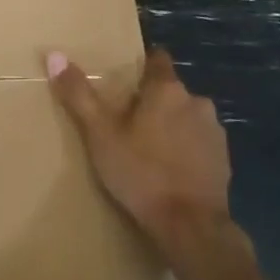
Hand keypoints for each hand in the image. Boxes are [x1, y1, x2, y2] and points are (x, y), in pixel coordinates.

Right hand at [47, 47, 232, 253]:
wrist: (190, 225)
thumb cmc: (141, 173)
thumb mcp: (100, 135)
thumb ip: (79, 95)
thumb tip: (54, 55)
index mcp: (167, 90)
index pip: (158, 59)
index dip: (142, 65)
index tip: (126, 79)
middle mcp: (197, 102)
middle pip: (171, 91)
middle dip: (153, 101)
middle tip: (128, 122)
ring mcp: (214, 131)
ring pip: (187, 117)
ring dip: (172, 125)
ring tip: (148, 149)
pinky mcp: (224, 159)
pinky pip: (200, 143)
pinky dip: (186, 150)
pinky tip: (170, 171)